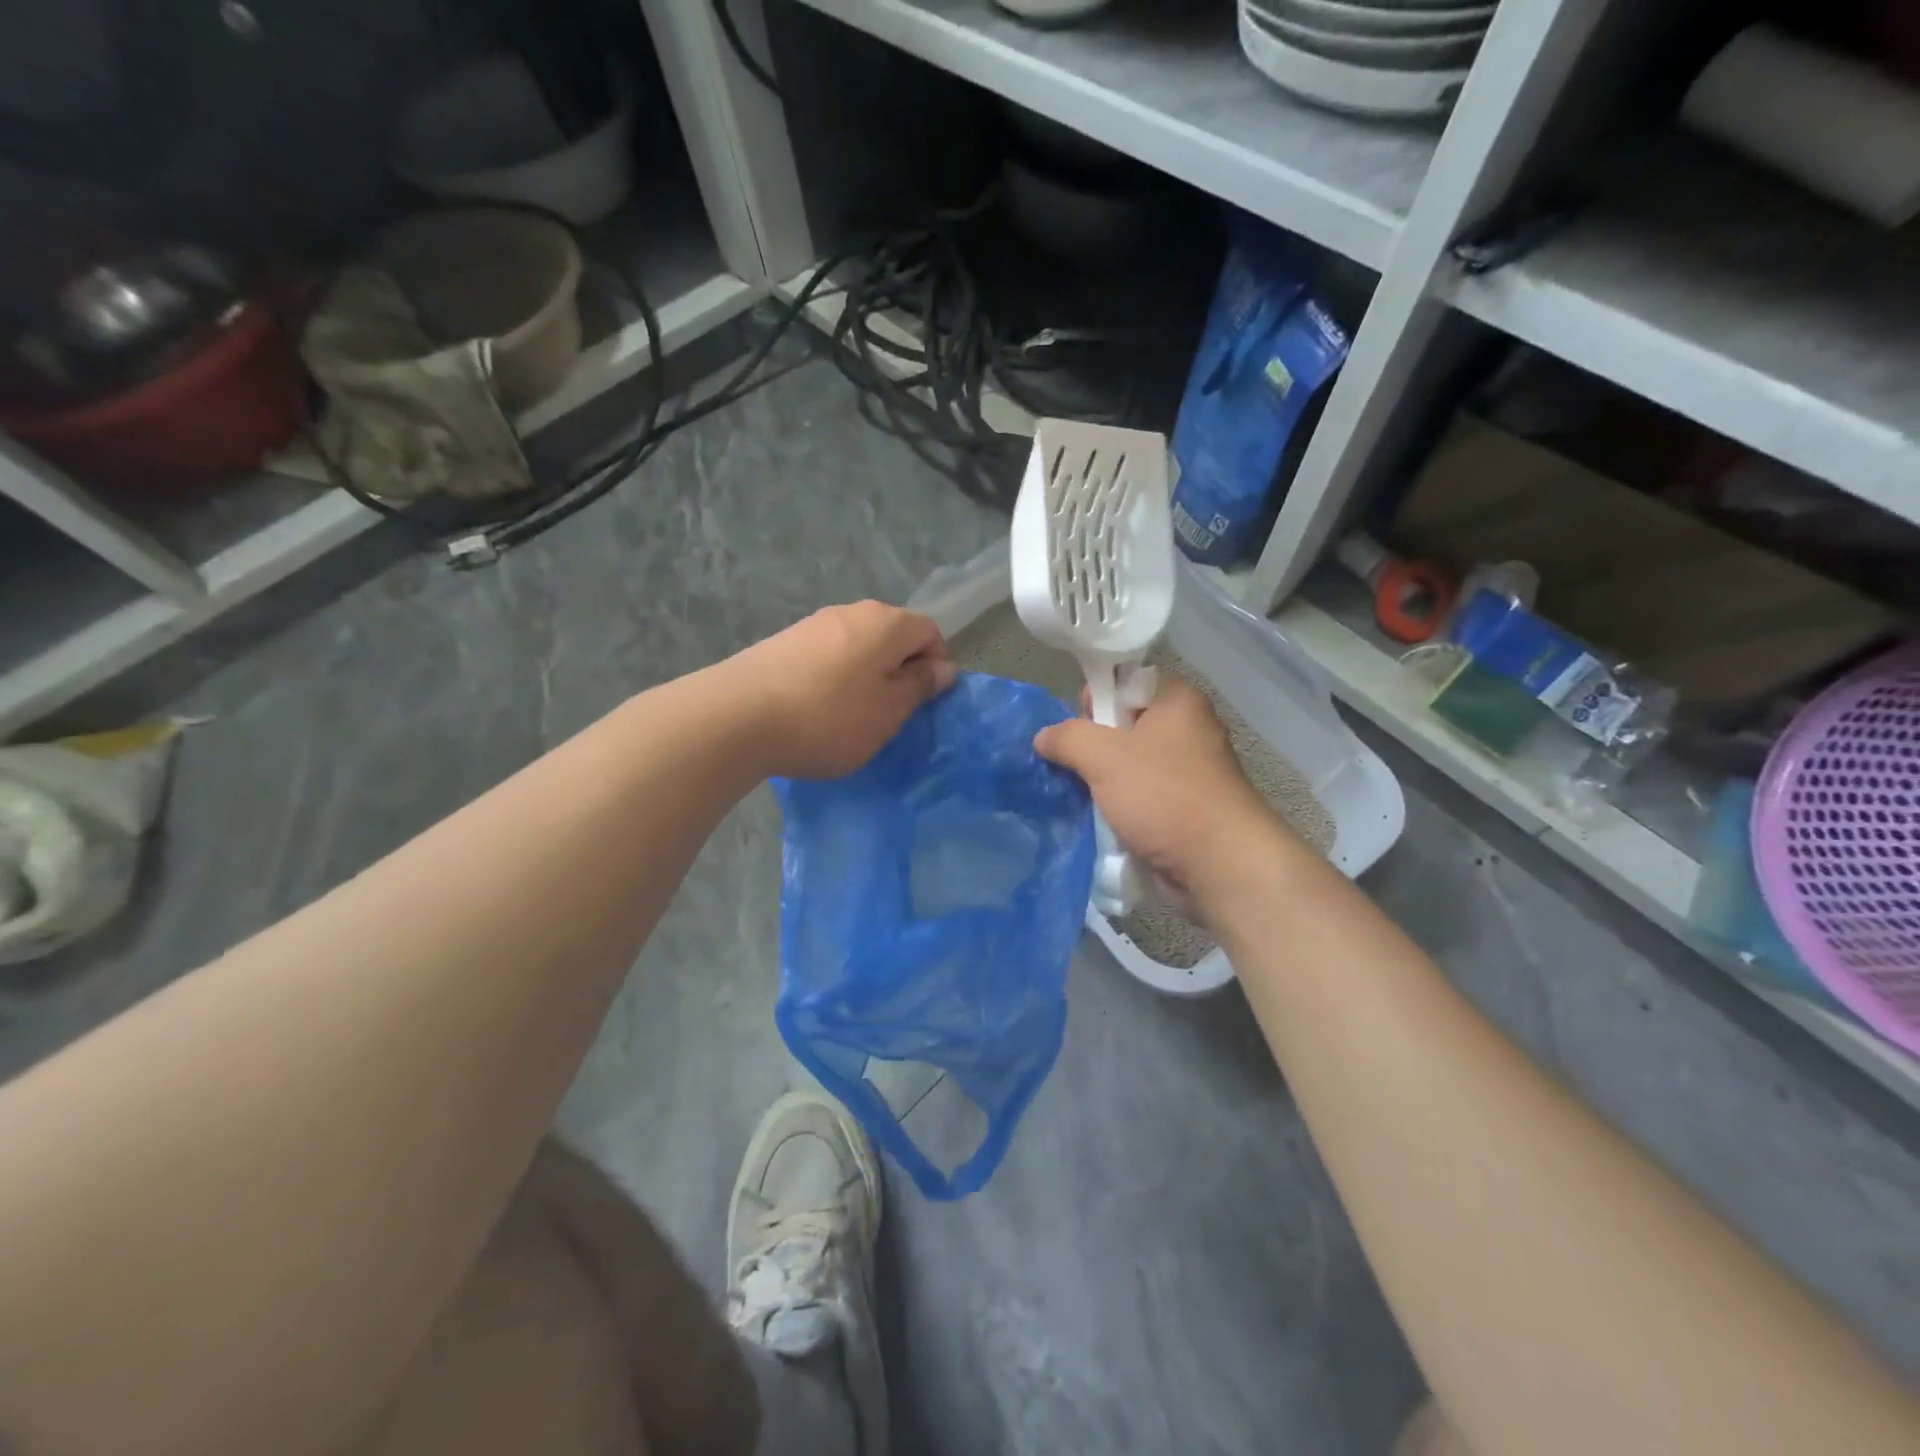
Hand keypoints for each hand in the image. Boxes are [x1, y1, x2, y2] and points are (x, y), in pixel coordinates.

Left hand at [729, 601, 956, 779]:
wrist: (736, 717)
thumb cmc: (828, 718)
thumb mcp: (888, 712)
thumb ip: (920, 686)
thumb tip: (945, 667)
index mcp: (887, 623)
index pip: (931, 631)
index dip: (936, 665)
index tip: (924, 702)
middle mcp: (852, 611)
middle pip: (893, 635)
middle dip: (900, 669)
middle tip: (891, 712)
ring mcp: (814, 623)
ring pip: (859, 645)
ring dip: (866, 674)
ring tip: (852, 714)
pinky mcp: (784, 640)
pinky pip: (827, 654)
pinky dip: (835, 676)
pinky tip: (817, 708)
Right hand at [1033, 676, 1296, 918]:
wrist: (1219, 865)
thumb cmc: (1164, 796)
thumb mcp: (1104, 757)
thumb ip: (1067, 738)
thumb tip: (1044, 737)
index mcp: (1177, 701)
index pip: (1123, 682)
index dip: (1094, 700)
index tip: (1075, 730)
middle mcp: (1188, 729)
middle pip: (1123, 726)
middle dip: (1093, 749)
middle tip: (1076, 770)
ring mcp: (1190, 772)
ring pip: (1130, 767)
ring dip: (1103, 784)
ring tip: (1082, 800)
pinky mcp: (1187, 808)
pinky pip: (1142, 797)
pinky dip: (1122, 808)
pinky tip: (1103, 823)